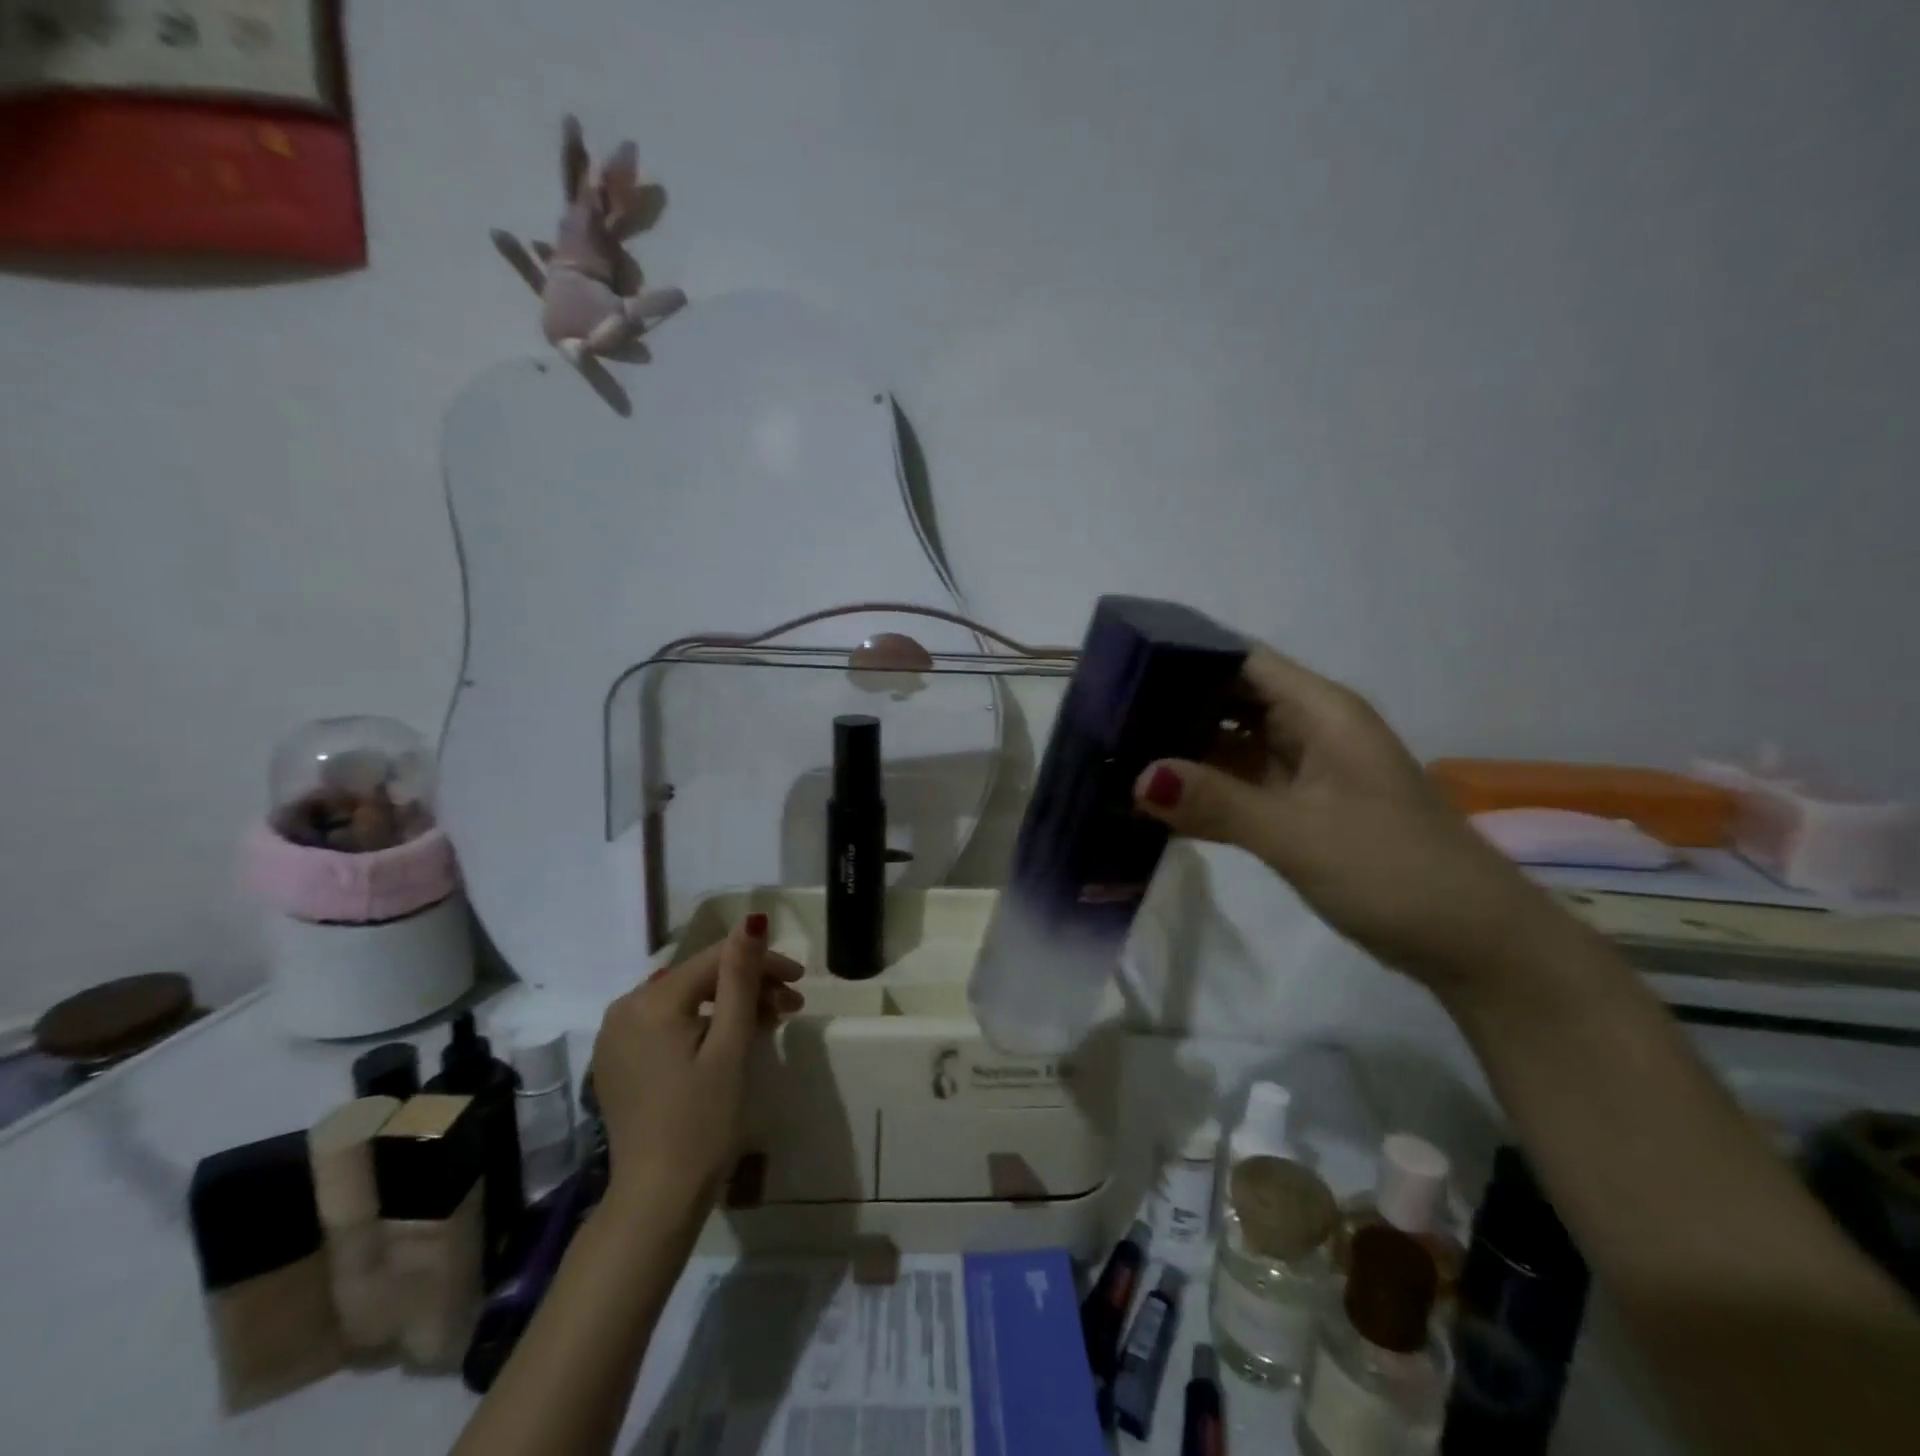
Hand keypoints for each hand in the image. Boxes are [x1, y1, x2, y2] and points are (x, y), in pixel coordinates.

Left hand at [590, 914, 803, 1211]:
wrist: (656, 1201)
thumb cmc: (702, 1122)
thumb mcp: (729, 1046)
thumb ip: (739, 979)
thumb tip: (752, 922)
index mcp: (649, 1002)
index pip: (715, 960)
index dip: (762, 962)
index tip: (801, 979)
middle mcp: (624, 1009)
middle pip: (698, 978)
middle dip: (748, 985)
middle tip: (791, 1006)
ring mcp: (616, 1037)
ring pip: (685, 1000)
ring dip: (729, 1005)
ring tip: (770, 1023)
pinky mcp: (619, 1061)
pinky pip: (667, 1023)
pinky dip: (702, 1024)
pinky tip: (731, 1039)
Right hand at [1132, 644, 1550, 992]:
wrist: (1474, 943)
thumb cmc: (1395, 872)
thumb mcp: (1299, 835)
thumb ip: (1218, 804)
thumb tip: (1138, 778)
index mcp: (1321, 712)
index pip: (1241, 660)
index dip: (1184, 656)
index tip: (1121, 666)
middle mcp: (1311, 730)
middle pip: (1230, 699)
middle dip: (1172, 704)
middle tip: (1103, 716)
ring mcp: (1306, 771)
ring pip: (1232, 744)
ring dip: (1182, 749)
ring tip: (1116, 751)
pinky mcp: (1302, 809)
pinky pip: (1240, 785)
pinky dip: (1203, 789)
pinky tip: (1156, 800)